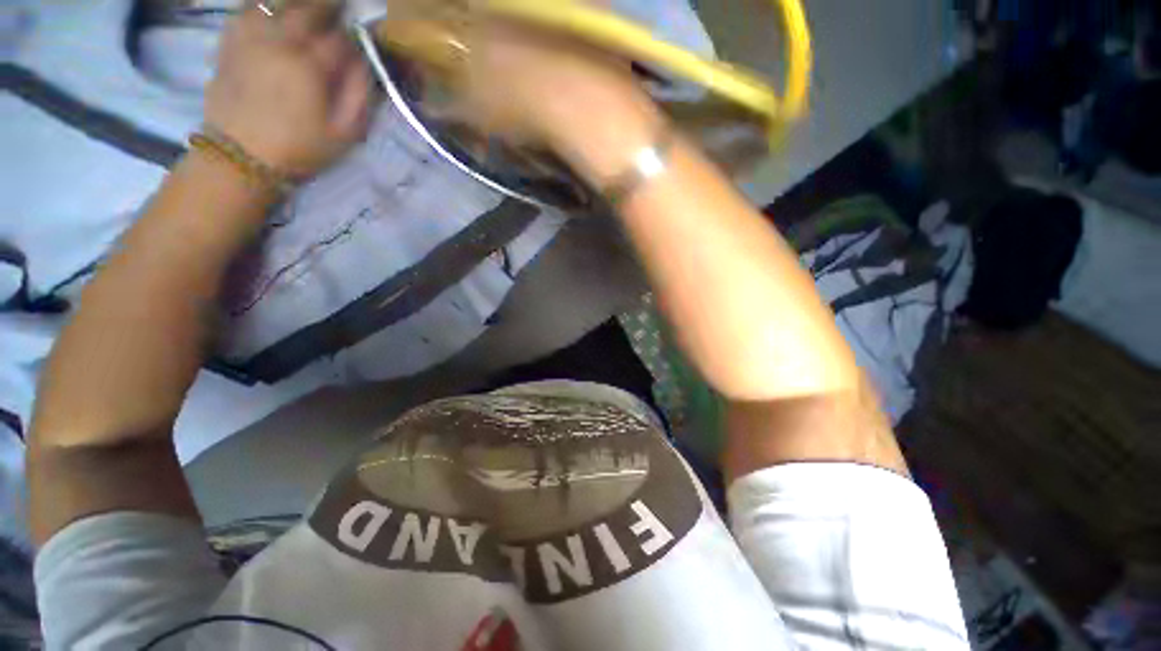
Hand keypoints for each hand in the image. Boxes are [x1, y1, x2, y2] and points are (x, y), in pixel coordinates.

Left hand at [206, 0, 372, 177]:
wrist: (241, 156)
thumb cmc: (300, 148)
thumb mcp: (344, 133)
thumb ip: (359, 95)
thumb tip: (363, 64)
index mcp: (309, 66)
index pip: (340, 37)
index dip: (354, 37)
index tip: (360, 42)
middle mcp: (278, 41)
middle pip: (308, 8)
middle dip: (328, 7)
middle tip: (338, 11)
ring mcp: (250, 38)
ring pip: (275, 3)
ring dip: (296, 4)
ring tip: (307, 11)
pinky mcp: (229, 42)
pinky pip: (247, 10)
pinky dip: (262, 7)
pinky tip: (272, 14)